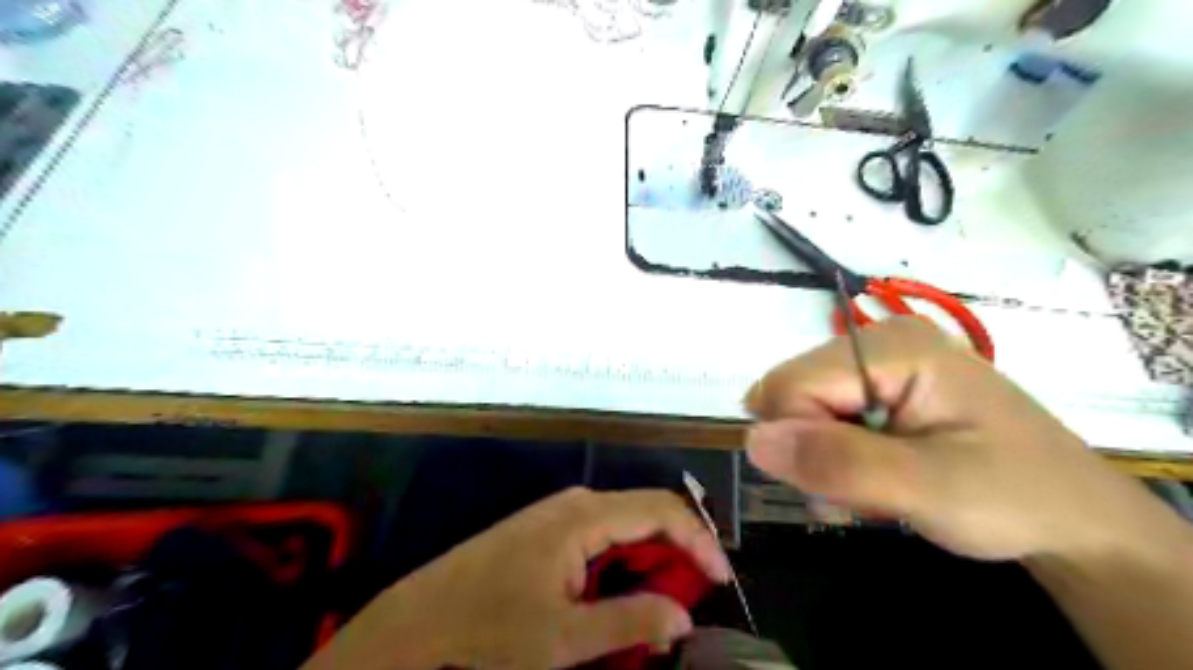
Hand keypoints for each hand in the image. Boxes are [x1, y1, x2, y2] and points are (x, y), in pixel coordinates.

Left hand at [302, 487, 725, 668]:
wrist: (421, 620)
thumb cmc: (490, 627)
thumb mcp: (564, 637)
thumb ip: (631, 621)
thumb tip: (684, 615)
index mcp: (585, 515)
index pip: (661, 509)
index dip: (698, 539)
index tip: (721, 578)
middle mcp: (577, 502)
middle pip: (645, 514)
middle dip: (677, 552)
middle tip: (695, 597)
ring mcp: (560, 513)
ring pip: (624, 526)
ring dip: (650, 560)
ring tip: (663, 602)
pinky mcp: (547, 529)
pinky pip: (601, 537)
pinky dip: (623, 563)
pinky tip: (622, 594)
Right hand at [743, 319, 1182, 565]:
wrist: (1074, 517)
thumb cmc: (1015, 497)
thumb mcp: (931, 489)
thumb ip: (841, 463)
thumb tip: (754, 441)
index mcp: (893, 346)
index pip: (792, 385)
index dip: (798, 441)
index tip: (836, 488)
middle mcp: (878, 338)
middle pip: (793, 391)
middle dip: (809, 450)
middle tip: (855, 493)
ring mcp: (879, 359)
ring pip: (801, 405)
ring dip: (819, 456)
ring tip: (868, 489)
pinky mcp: (881, 383)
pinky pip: (821, 413)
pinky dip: (831, 453)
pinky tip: (869, 473)